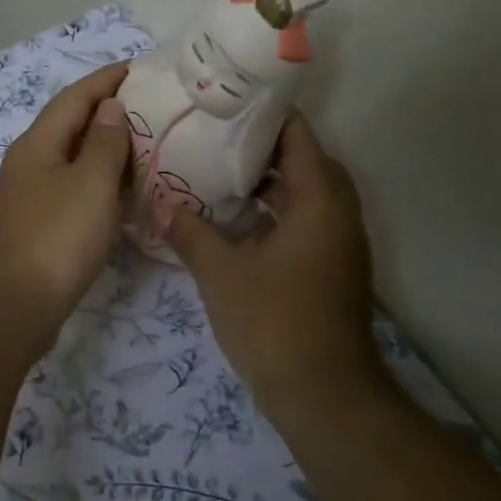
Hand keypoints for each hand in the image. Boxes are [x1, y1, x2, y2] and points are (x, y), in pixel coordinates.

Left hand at [0, 62, 132, 334]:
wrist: (10, 307)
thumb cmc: (55, 237)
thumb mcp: (90, 183)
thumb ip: (104, 142)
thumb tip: (109, 107)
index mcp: (38, 144)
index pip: (74, 97)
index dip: (105, 80)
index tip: (138, 68)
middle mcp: (28, 165)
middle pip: (70, 127)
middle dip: (107, 114)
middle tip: (150, 110)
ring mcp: (29, 199)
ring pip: (72, 162)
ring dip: (104, 152)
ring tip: (144, 149)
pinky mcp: (37, 230)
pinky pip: (73, 193)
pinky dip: (99, 187)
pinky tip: (121, 198)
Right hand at [164, 114, 387, 418]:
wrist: (323, 395)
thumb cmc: (274, 323)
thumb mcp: (221, 274)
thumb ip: (189, 233)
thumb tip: (160, 204)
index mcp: (320, 200)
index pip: (298, 135)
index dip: (263, 114)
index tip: (223, 105)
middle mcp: (339, 213)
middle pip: (304, 161)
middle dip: (261, 147)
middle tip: (214, 138)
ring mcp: (340, 244)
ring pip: (306, 194)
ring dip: (268, 183)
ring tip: (217, 173)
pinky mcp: (333, 269)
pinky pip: (305, 222)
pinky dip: (276, 213)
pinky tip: (236, 223)